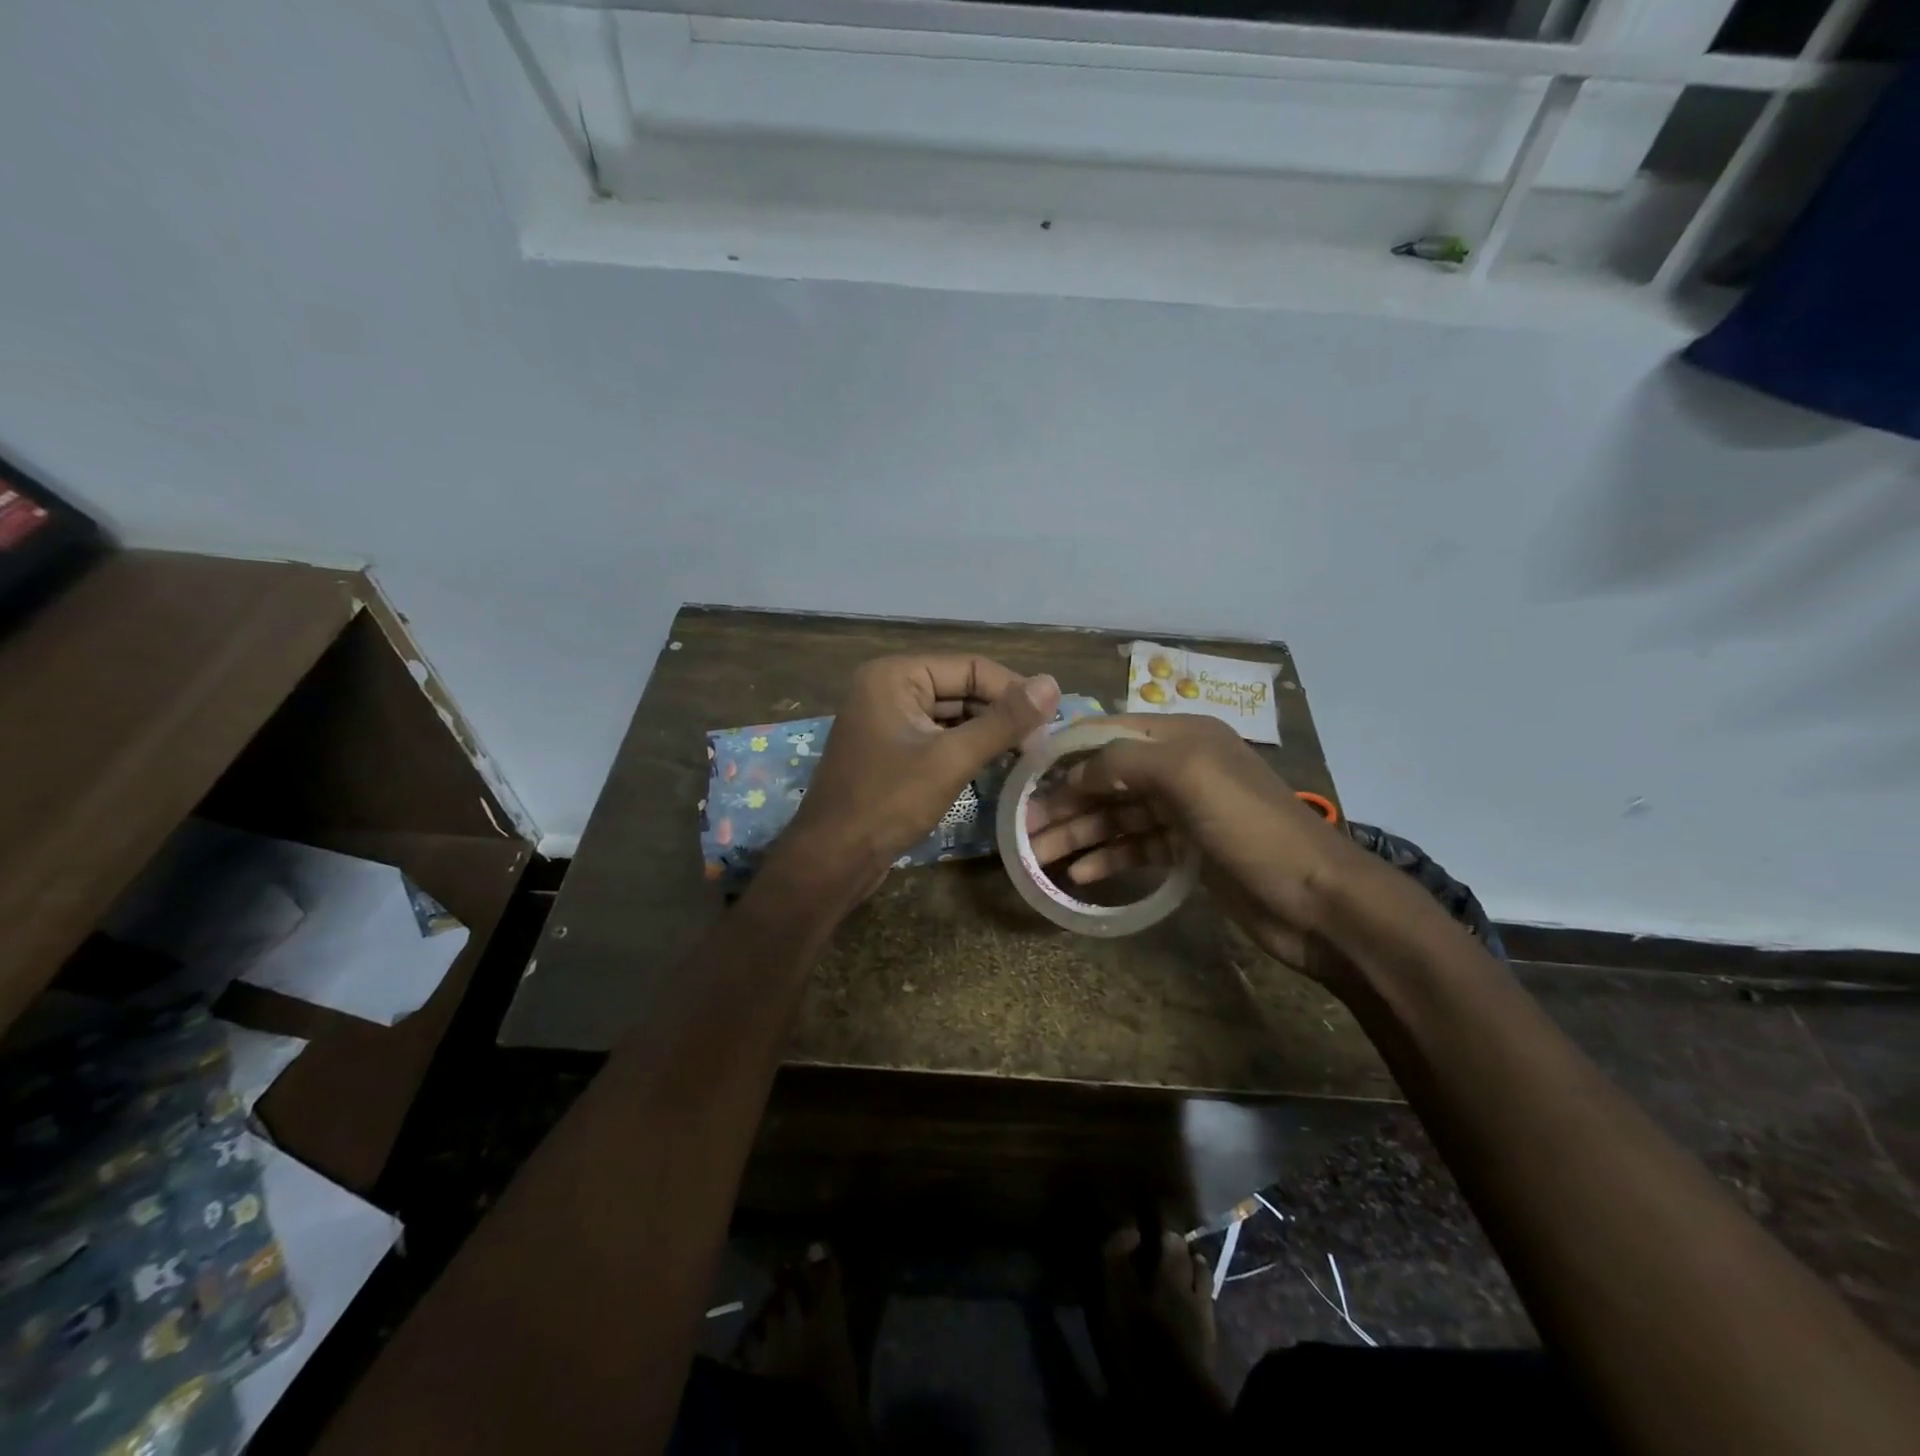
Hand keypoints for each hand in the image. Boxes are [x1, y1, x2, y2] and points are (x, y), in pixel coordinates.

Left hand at [779, 655, 1060, 886]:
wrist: (832, 859)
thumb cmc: (888, 802)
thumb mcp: (951, 759)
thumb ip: (1003, 721)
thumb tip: (1053, 683)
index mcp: (896, 675)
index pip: (971, 667)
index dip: (1014, 691)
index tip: (1051, 723)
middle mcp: (888, 688)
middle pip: (961, 689)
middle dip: (1001, 714)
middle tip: (1041, 745)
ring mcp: (886, 720)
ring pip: (952, 715)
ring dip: (986, 733)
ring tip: (1025, 756)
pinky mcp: (890, 750)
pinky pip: (937, 737)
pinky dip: (965, 749)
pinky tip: (994, 766)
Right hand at [1024, 714, 1360, 974]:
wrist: (1315, 899)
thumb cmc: (1249, 826)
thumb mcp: (1186, 775)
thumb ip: (1124, 761)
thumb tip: (1075, 770)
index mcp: (1182, 737)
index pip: (1110, 732)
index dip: (1067, 751)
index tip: (1025, 774)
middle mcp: (1180, 769)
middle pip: (1109, 779)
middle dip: (1066, 801)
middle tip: (1022, 827)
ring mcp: (1184, 812)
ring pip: (1118, 817)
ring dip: (1079, 833)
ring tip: (1038, 856)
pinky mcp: (1188, 852)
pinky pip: (1137, 848)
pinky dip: (1108, 858)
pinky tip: (1079, 875)